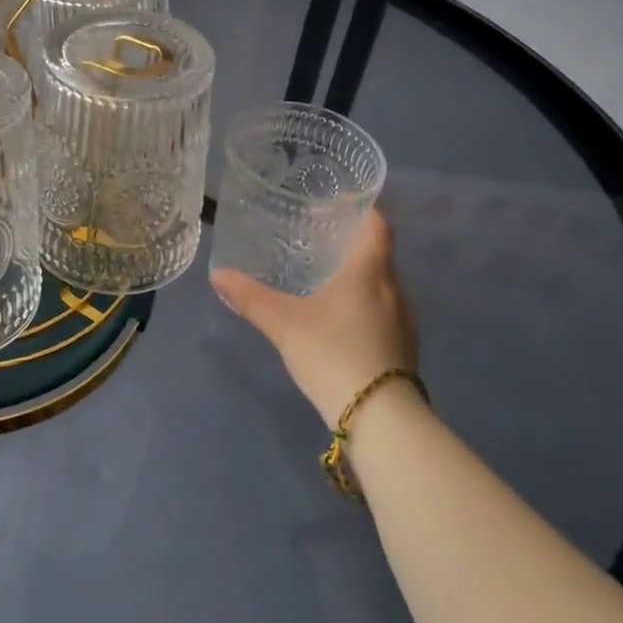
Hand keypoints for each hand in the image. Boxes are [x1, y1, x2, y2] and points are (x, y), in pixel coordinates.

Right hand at [211, 210, 416, 425]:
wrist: (380, 418)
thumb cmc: (333, 353)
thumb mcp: (284, 323)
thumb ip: (251, 298)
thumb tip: (217, 274)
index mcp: (370, 270)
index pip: (378, 224)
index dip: (364, 209)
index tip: (340, 203)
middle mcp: (394, 289)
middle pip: (379, 254)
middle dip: (353, 245)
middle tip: (319, 241)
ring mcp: (404, 321)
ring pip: (382, 286)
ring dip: (360, 279)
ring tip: (326, 280)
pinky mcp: (405, 349)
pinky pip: (385, 313)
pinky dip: (365, 306)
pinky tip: (341, 322)